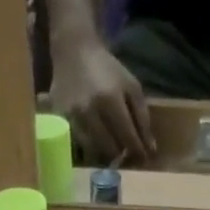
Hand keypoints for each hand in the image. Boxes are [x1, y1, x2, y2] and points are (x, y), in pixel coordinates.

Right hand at [51, 38, 154, 164]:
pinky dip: (87, 149)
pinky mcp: (59, 120)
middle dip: (121, 155)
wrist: (74, 52)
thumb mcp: (131, 86)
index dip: (138, 151)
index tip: (143, 157)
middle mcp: (89, 111)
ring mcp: (71, 116)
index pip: (128, 137)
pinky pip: (76, 145)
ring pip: (92, 151)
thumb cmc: (107, 69)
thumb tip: (150, 149)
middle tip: (126, 154)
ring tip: (110, 150)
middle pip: (109, 149)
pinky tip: (93, 143)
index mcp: (110, 99)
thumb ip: (143, 117)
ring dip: (104, 155)